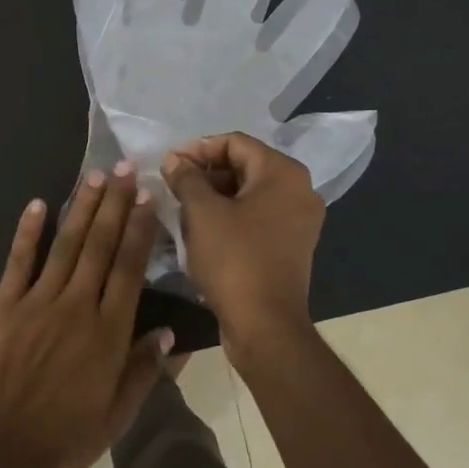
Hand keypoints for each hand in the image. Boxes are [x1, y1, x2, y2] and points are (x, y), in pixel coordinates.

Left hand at [0, 163, 172, 467]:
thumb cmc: (62, 439)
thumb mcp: (115, 416)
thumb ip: (143, 371)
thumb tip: (169, 333)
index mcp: (108, 333)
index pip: (128, 269)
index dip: (139, 229)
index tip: (147, 197)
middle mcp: (76, 306)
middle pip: (99, 246)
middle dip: (114, 205)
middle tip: (124, 168)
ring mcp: (37, 302)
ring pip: (65, 245)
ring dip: (81, 208)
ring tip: (94, 176)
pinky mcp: (5, 305)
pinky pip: (19, 261)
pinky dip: (28, 232)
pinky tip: (38, 204)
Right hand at [161, 133, 323, 353]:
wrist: (265, 325)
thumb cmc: (234, 259)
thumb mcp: (202, 213)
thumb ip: (186, 178)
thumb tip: (175, 160)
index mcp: (283, 173)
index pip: (235, 142)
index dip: (198, 148)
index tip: (169, 164)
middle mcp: (299, 190)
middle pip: (244, 165)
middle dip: (205, 172)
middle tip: (172, 184)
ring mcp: (299, 220)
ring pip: (249, 193)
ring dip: (214, 194)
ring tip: (181, 206)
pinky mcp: (291, 245)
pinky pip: (257, 216)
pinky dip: (230, 215)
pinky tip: (201, 229)